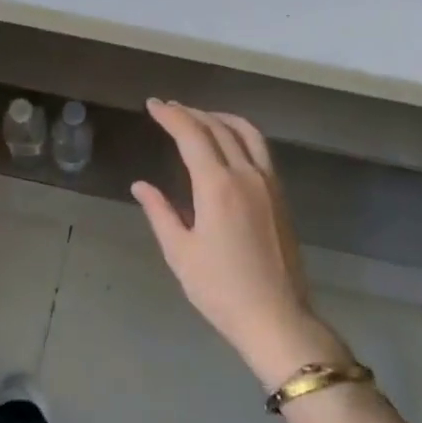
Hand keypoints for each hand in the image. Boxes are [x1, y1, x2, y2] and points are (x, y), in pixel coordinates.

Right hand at [132, 101, 350, 387]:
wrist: (276, 317)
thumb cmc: (220, 289)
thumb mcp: (180, 253)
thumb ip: (160, 212)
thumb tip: (141, 185)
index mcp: (217, 186)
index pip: (192, 135)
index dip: (171, 116)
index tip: (153, 105)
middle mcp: (246, 175)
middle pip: (218, 128)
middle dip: (191, 112)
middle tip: (168, 107)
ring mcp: (269, 183)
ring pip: (246, 133)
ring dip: (220, 117)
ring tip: (199, 116)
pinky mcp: (280, 196)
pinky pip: (260, 149)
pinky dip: (240, 133)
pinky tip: (228, 143)